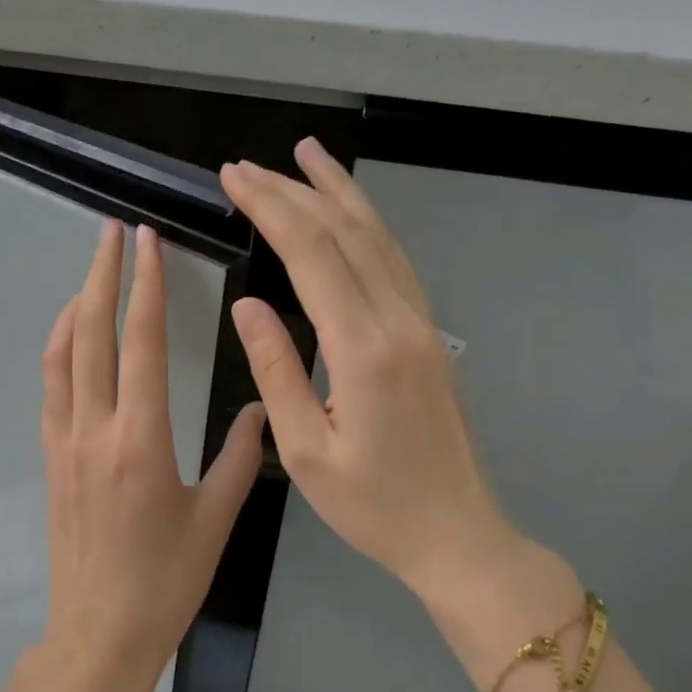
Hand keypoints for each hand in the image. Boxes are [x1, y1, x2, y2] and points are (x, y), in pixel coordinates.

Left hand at [0, 221, 265, 691]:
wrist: (97, 637)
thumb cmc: (165, 584)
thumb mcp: (215, 521)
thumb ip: (241, 457)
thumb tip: (260, 407)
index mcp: (142, 441)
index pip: (139, 342)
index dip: (145, 286)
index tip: (148, 242)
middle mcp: (95, 431)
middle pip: (91, 333)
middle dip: (101, 274)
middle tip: (112, 232)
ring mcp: (64, 444)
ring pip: (61, 355)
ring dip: (76, 305)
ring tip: (93, 271)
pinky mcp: (50, 460)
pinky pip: (51, 388)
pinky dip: (61, 348)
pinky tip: (73, 336)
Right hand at [219, 141, 580, 679]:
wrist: (458, 536)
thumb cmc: (374, 507)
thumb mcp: (306, 451)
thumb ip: (276, 370)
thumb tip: (247, 306)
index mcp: (365, 351)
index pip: (312, 255)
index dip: (271, 208)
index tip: (234, 178)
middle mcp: (400, 322)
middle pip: (345, 233)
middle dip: (293, 191)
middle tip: (247, 166)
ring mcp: (422, 324)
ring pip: (379, 238)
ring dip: (339, 192)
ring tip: (306, 155)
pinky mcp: (429, 335)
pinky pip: (395, 262)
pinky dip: (368, 225)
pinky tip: (350, 213)